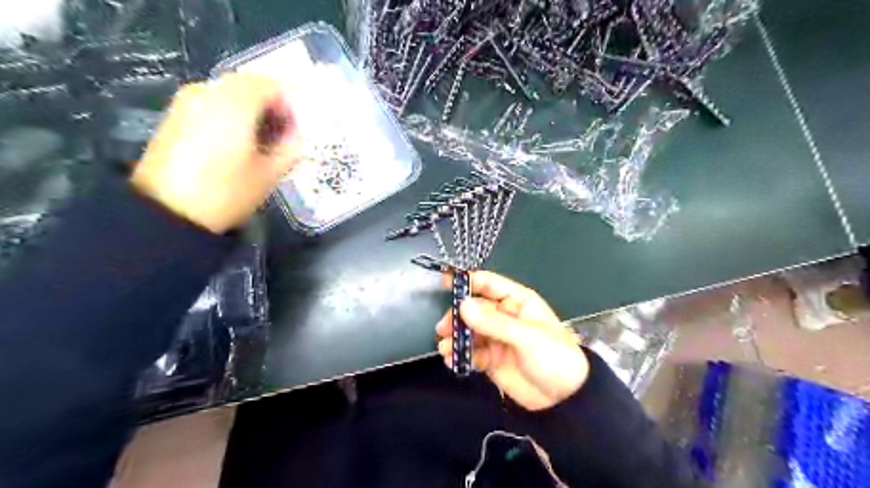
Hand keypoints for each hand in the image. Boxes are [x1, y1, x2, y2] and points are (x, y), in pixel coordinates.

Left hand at [131, 71, 302, 233]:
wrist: (169, 213)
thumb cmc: (226, 192)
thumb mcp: (270, 174)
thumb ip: (290, 148)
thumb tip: (297, 136)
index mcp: (236, 102)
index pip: (272, 85)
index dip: (289, 107)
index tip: (294, 134)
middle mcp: (209, 91)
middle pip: (250, 86)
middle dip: (270, 109)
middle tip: (279, 140)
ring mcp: (187, 101)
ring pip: (231, 94)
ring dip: (250, 113)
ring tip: (258, 146)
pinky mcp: (175, 116)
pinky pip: (213, 104)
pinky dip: (230, 117)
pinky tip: (234, 147)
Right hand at [435, 273, 590, 408]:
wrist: (565, 400)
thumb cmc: (554, 357)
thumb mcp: (526, 336)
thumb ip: (494, 322)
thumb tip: (463, 305)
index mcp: (517, 302)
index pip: (488, 284)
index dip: (467, 281)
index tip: (445, 283)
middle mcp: (504, 316)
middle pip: (473, 309)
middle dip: (457, 317)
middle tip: (443, 329)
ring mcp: (496, 338)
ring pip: (469, 332)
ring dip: (455, 338)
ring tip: (445, 348)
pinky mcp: (491, 359)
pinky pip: (471, 353)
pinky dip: (460, 356)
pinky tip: (452, 361)